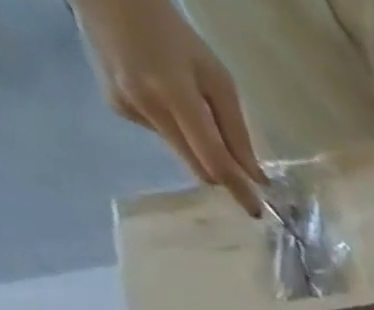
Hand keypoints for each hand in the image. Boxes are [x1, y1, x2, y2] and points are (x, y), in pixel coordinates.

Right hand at [76, 0, 264, 214]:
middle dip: (224, 174)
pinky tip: (166, 97)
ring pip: (184, 154)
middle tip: (241, 168)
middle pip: (199, 167)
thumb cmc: (174, 34)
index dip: (238, 190)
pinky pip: (163, 135)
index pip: (214, 162)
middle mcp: (148, 108)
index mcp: (175, 98)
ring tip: (193, 109)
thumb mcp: (218, 80)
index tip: (256, 211)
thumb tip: (255, 176)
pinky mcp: (117, 106)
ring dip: (200, 148)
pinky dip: (177, 130)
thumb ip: (236, 132)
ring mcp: (127, 108)